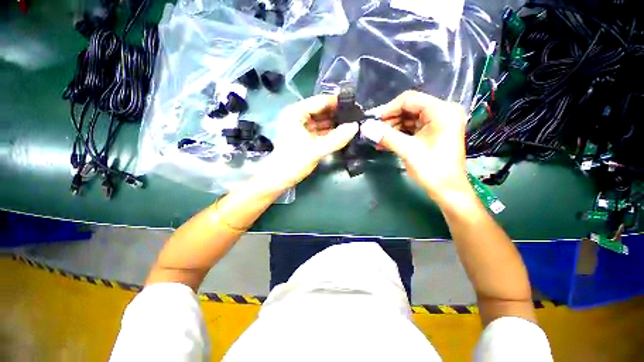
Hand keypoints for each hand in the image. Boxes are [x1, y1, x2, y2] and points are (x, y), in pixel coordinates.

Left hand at [255, 95, 358, 191]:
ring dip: (335, 123)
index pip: (321, 101)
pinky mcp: (305, 136)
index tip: (356, 105)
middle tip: (357, 116)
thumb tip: (355, 126)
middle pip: (322, 110)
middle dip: (338, 114)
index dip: (338, 103)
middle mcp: (298, 116)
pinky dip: (330, 132)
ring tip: (353, 124)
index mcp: (296, 112)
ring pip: (322, 121)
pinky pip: (321, 130)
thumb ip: (337, 138)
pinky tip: (342, 133)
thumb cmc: (295, 161)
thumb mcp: (316, 149)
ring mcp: (302, 126)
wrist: (281, 178)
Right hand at [371, 91, 470, 203]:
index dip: (388, 109)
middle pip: (409, 108)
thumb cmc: (432, 170)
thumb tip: (365, 127)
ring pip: (408, 118)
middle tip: (374, 132)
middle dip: (389, 120)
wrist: (448, 190)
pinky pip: (411, 128)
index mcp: (441, 111)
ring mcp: (438, 122)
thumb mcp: (408, 151)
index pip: (409, 99)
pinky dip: (398, 134)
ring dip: (392, 128)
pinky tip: (385, 143)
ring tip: (377, 140)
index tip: (373, 121)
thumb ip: (386, 136)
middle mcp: (442, 112)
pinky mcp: (433, 132)